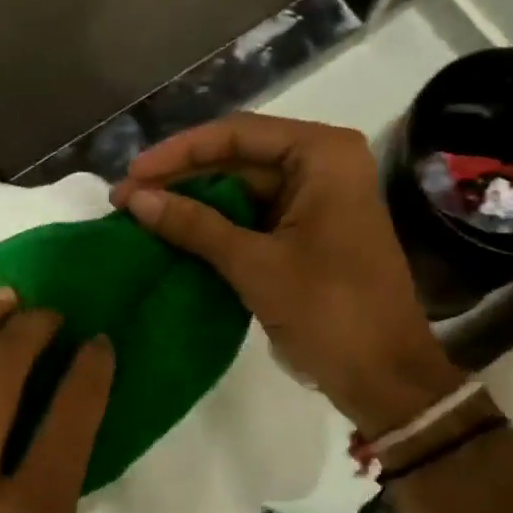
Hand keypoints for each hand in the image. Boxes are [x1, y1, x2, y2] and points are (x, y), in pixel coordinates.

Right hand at [113, 113, 458, 434]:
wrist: (385, 378)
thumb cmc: (329, 311)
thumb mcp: (255, 264)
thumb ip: (194, 225)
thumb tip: (134, 199)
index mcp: (323, 154)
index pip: (237, 135)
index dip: (179, 152)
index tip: (131, 174)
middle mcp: (323, 163)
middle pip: (239, 157)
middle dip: (183, 178)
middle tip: (127, 197)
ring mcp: (318, 197)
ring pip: (243, 187)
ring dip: (195, 202)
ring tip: (141, 213)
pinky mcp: (311, 229)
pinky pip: (255, 215)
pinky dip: (217, 225)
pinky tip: (175, 232)